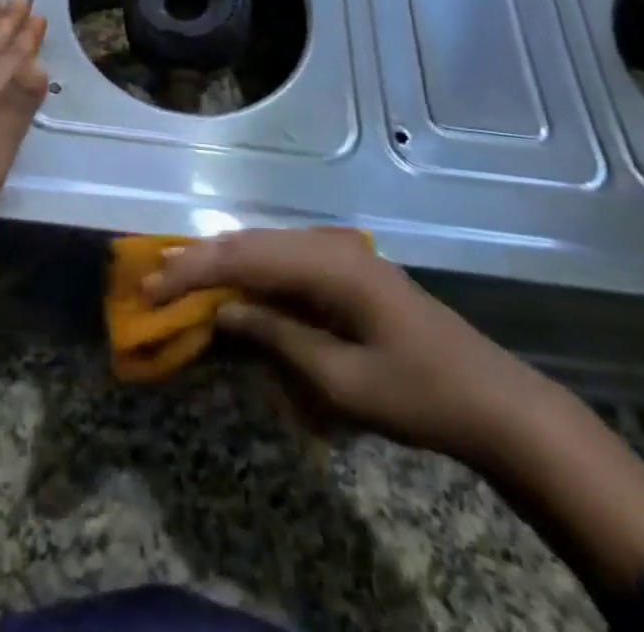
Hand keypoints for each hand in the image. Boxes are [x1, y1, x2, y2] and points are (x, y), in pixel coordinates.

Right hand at [147, 227, 543, 462]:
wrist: (492, 400)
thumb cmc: (418, 395)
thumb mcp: (341, 380)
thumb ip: (277, 337)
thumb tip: (222, 310)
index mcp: (328, 265)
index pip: (243, 257)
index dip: (193, 271)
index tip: (151, 287)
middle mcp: (330, 245)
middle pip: (250, 243)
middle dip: (199, 261)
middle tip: (152, 279)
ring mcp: (341, 254)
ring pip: (265, 247)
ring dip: (222, 263)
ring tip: (178, 276)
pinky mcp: (348, 270)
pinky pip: (286, 262)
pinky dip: (251, 272)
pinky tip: (232, 285)